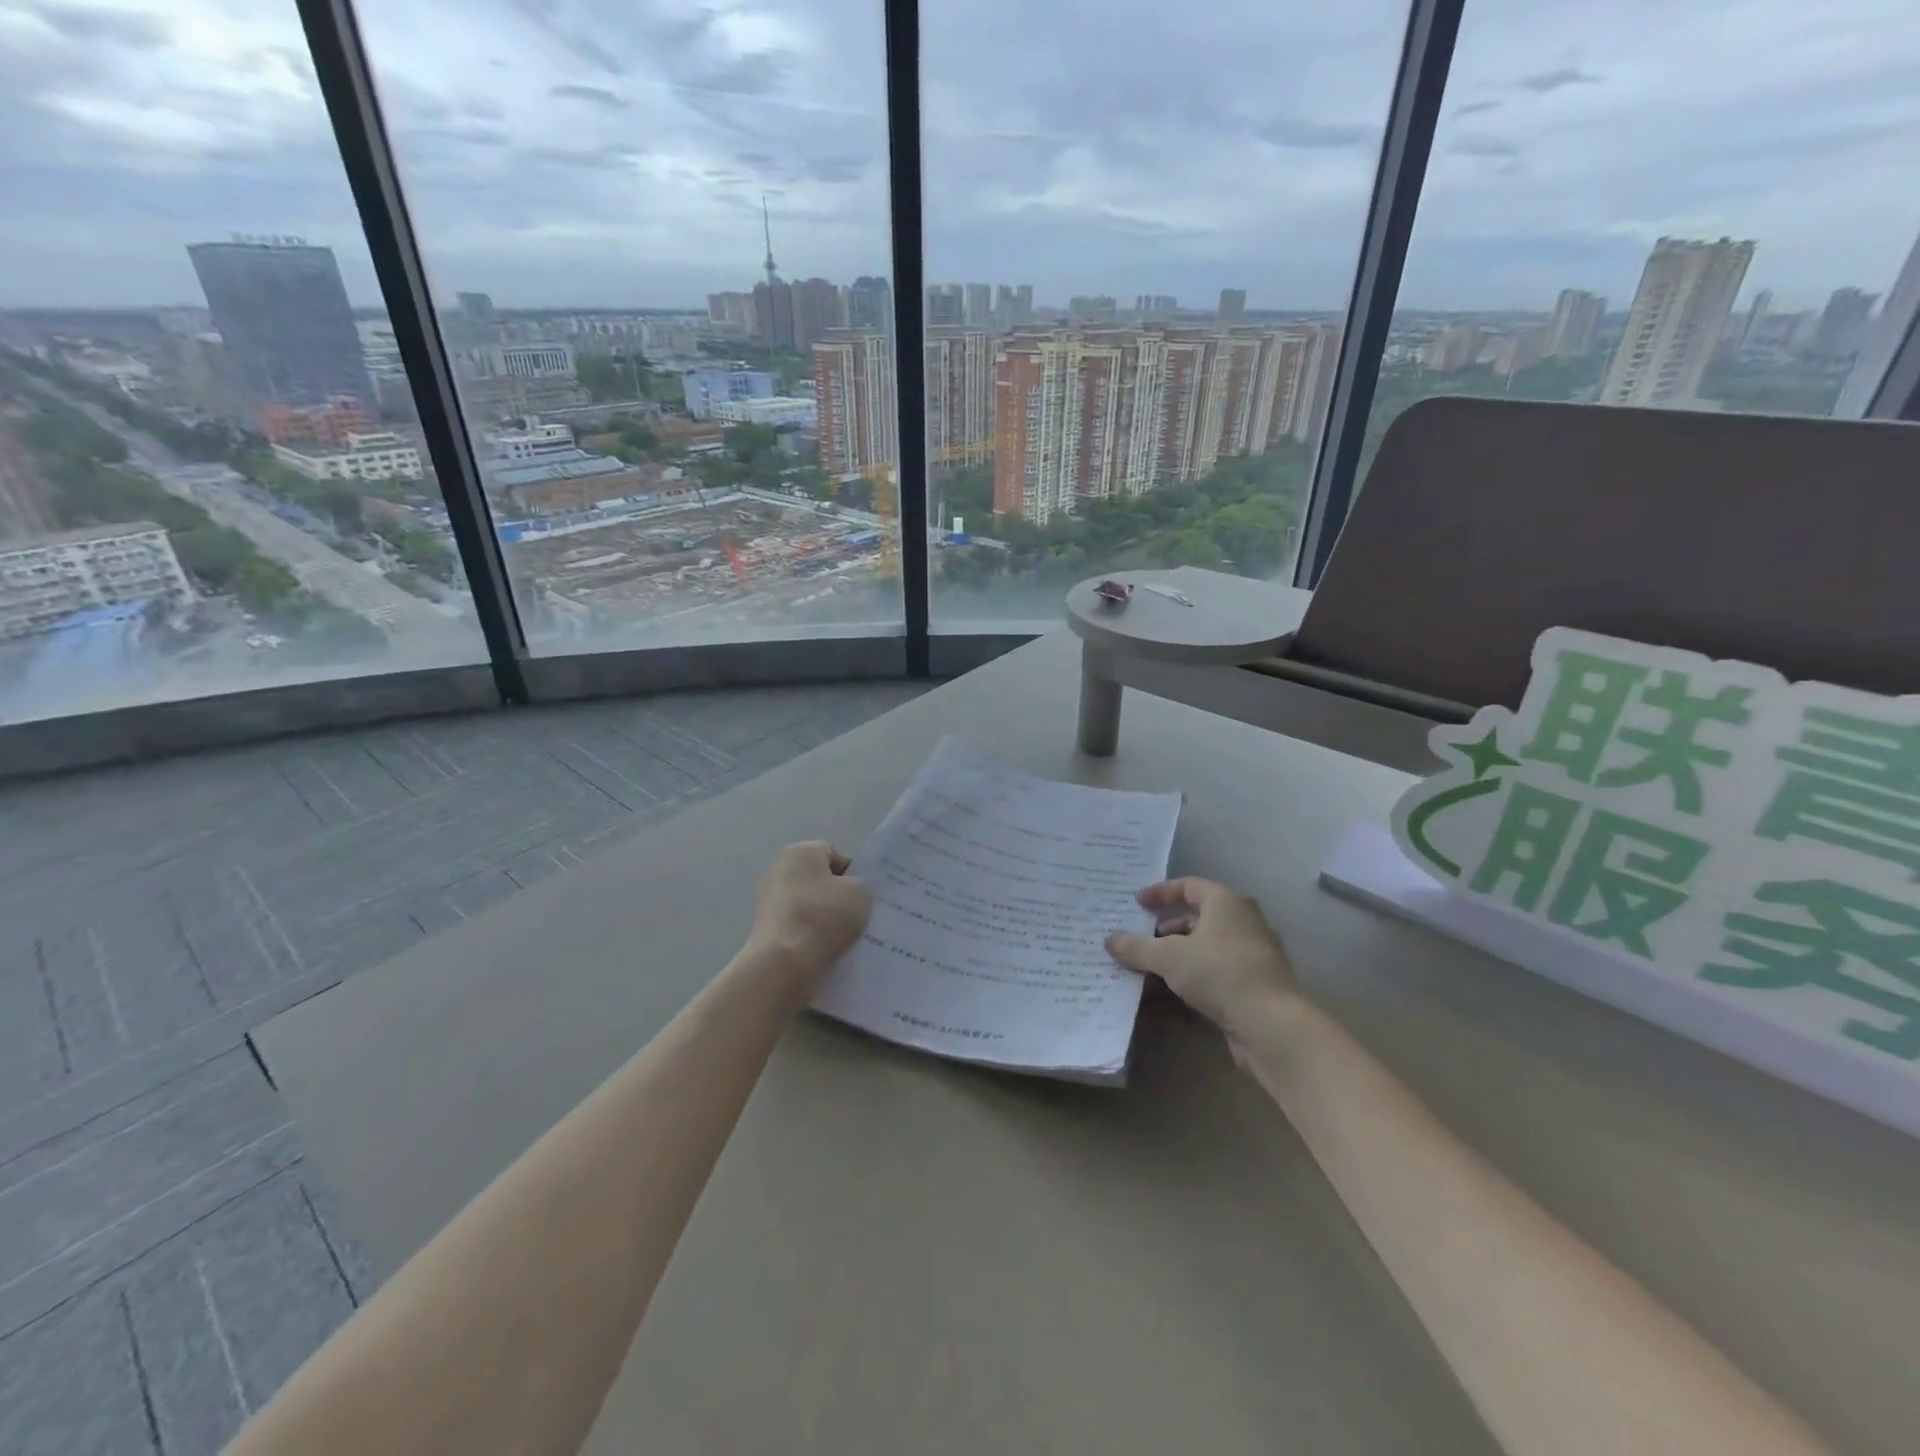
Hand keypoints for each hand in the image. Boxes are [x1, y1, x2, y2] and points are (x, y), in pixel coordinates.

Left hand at [748, 841, 872, 982]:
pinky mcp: (764, 931)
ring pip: (808, 907)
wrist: (783, 965)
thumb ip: (860, 886)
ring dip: (824, 920)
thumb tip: (849, 893)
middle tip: (856, 918)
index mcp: (800, 852)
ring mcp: (767, 902)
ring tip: (842, 940)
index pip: (833, 855)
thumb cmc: (823, 917)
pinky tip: (824, 952)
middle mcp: (778, 870)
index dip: (852, 874)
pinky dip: (810, 938)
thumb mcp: (861, 893)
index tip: (862, 897)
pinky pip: (797, 928)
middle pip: (818, 881)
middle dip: (836, 897)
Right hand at [1106, 878, 1299, 1038]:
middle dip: (1168, 926)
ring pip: (1208, 945)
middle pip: (1199, 916)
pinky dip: (1194, 973)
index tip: (1137, 903)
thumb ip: (1137, 946)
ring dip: (1179, 952)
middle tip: (1141, 938)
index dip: (1161, 892)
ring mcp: (1253, 953)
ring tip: (1152, 967)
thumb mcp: (1168, 957)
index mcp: (1226, 902)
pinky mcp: (1255, 983)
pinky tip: (1175, 989)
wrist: (1271, 1024)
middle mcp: (1243, 921)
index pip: (1189, 886)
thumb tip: (1109, 939)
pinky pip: (1217, 969)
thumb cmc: (1219, 973)